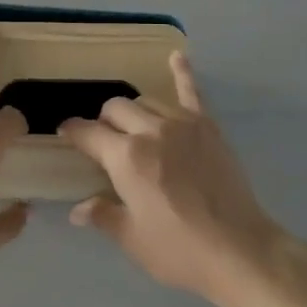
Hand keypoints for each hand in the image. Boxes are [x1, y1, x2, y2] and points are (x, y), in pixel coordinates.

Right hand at [59, 53, 283, 305]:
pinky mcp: (208, 127)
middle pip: (115, 110)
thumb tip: (77, 209)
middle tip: (105, 144)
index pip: (88, 133)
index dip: (72, 132)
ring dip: (134, 111)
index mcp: (125, 157)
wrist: (240, 251)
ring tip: (134, 128)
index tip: (65, 134)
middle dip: (103, 122)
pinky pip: (192, 92)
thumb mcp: (132, 239)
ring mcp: (182, 124)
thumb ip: (102, 215)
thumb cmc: (179, 250)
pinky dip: (183, 72)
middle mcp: (150, 131)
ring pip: (146, 101)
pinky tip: (177, 56)